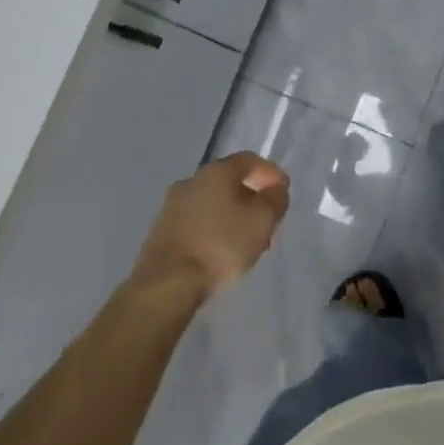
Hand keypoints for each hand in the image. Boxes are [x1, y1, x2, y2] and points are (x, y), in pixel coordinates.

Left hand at [131, 152, 289, 300]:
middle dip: (251, 197)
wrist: (166, 284)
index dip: (270, 173)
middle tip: (267, 220)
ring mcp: (172, 206)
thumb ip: (275, 199)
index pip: (249, 160)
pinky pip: (196, 221)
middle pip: (229, 181)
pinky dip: (213, 229)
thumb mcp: (262, 221)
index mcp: (216, 171)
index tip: (283, 193)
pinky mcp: (161, 231)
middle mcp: (191, 180)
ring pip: (212, 203)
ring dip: (232, 216)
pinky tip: (221, 252)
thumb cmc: (220, 246)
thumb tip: (276, 189)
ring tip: (246, 241)